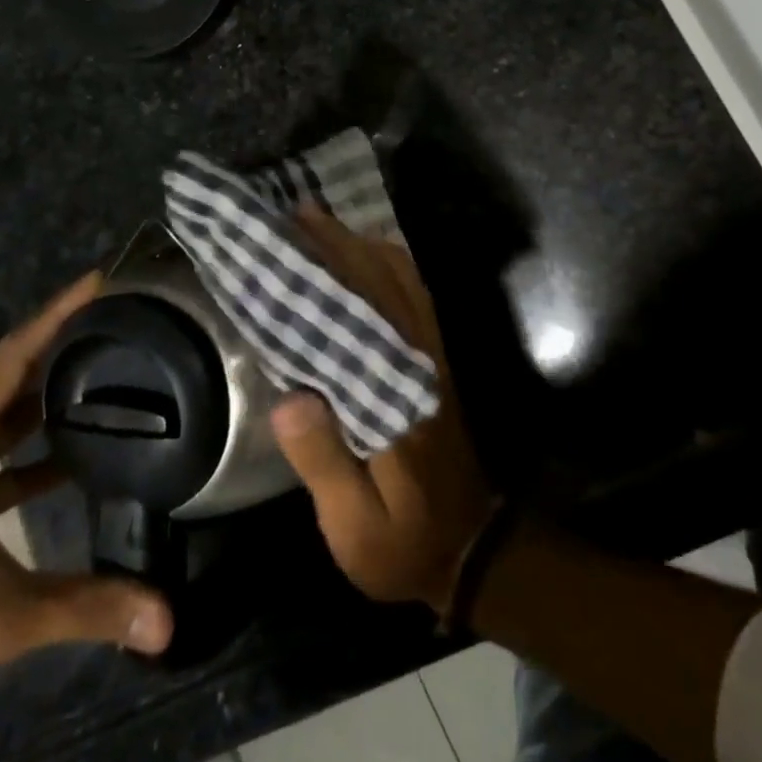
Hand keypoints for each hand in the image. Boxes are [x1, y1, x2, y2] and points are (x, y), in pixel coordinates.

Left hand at [0, 271, 173, 761]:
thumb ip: (80, 608)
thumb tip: (165, 616)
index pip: (10, 362)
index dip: (54, 317)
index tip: (99, 281)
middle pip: (14, 375)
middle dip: (64, 340)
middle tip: (122, 314)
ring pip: (11, 411)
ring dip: (55, 387)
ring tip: (114, 364)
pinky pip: (9, 450)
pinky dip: (44, 439)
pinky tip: (86, 447)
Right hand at [271, 208, 495, 611]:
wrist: (471, 546)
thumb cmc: (406, 542)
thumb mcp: (355, 527)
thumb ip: (325, 464)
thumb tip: (290, 398)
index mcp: (397, 395)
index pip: (362, 315)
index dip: (330, 271)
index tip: (296, 237)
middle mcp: (420, 361)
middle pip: (383, 284)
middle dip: (341, 244)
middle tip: (297, 215)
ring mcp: (433, 357)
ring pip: (404, 283)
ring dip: (364, 247)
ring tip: (321, 226)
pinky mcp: (437, 361)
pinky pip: (415, 297)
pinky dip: (390, 267)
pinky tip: (363, 257)